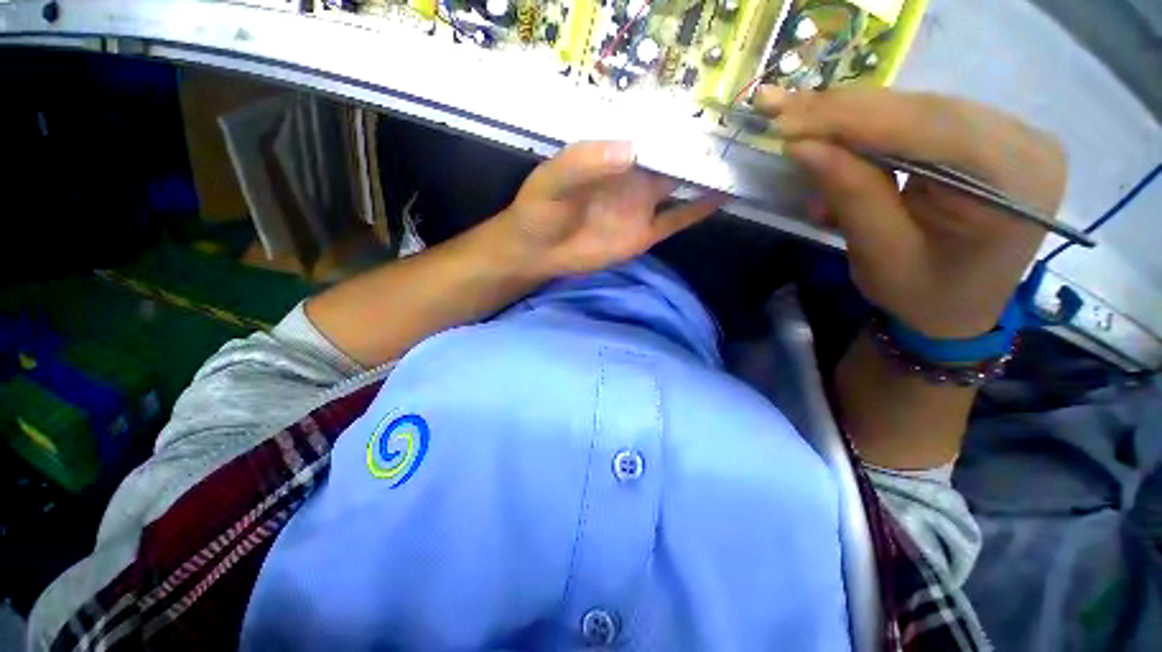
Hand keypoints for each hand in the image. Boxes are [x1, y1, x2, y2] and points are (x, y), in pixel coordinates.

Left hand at [491, 141, 724, 277]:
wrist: (538, 250)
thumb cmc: (540, 209)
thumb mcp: (554, 178)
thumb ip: (586, 162)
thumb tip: (632, 149)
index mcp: (613, 157)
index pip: (649, 133)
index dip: (674, 122)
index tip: (706, 108)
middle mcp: (632, 178)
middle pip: (671, 157)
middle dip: (699, 145)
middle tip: (737, 129)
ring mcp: (641, 208)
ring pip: (680, 186)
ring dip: (706, 174)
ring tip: (739, 158)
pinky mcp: (643, 235)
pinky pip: (676, 220)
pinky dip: (699, 210)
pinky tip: (724, 196)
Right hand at [756, 87, 1067, 338]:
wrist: (959, 312)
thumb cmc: (923, 295)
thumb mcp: (880, 254)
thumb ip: (850, 193)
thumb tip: (803, 146)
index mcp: (1014, 182)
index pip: (923, 129)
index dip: (848, 119)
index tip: (784, 116)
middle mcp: (1024, 143)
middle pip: (921, 108)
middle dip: (842, 110)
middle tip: (779, 106)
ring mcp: (1011, 135)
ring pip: (916, 107)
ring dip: (851, 115)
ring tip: (796, 116)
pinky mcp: (988, 137)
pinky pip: (921, 119)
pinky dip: (870, 126)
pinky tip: (834, 131)